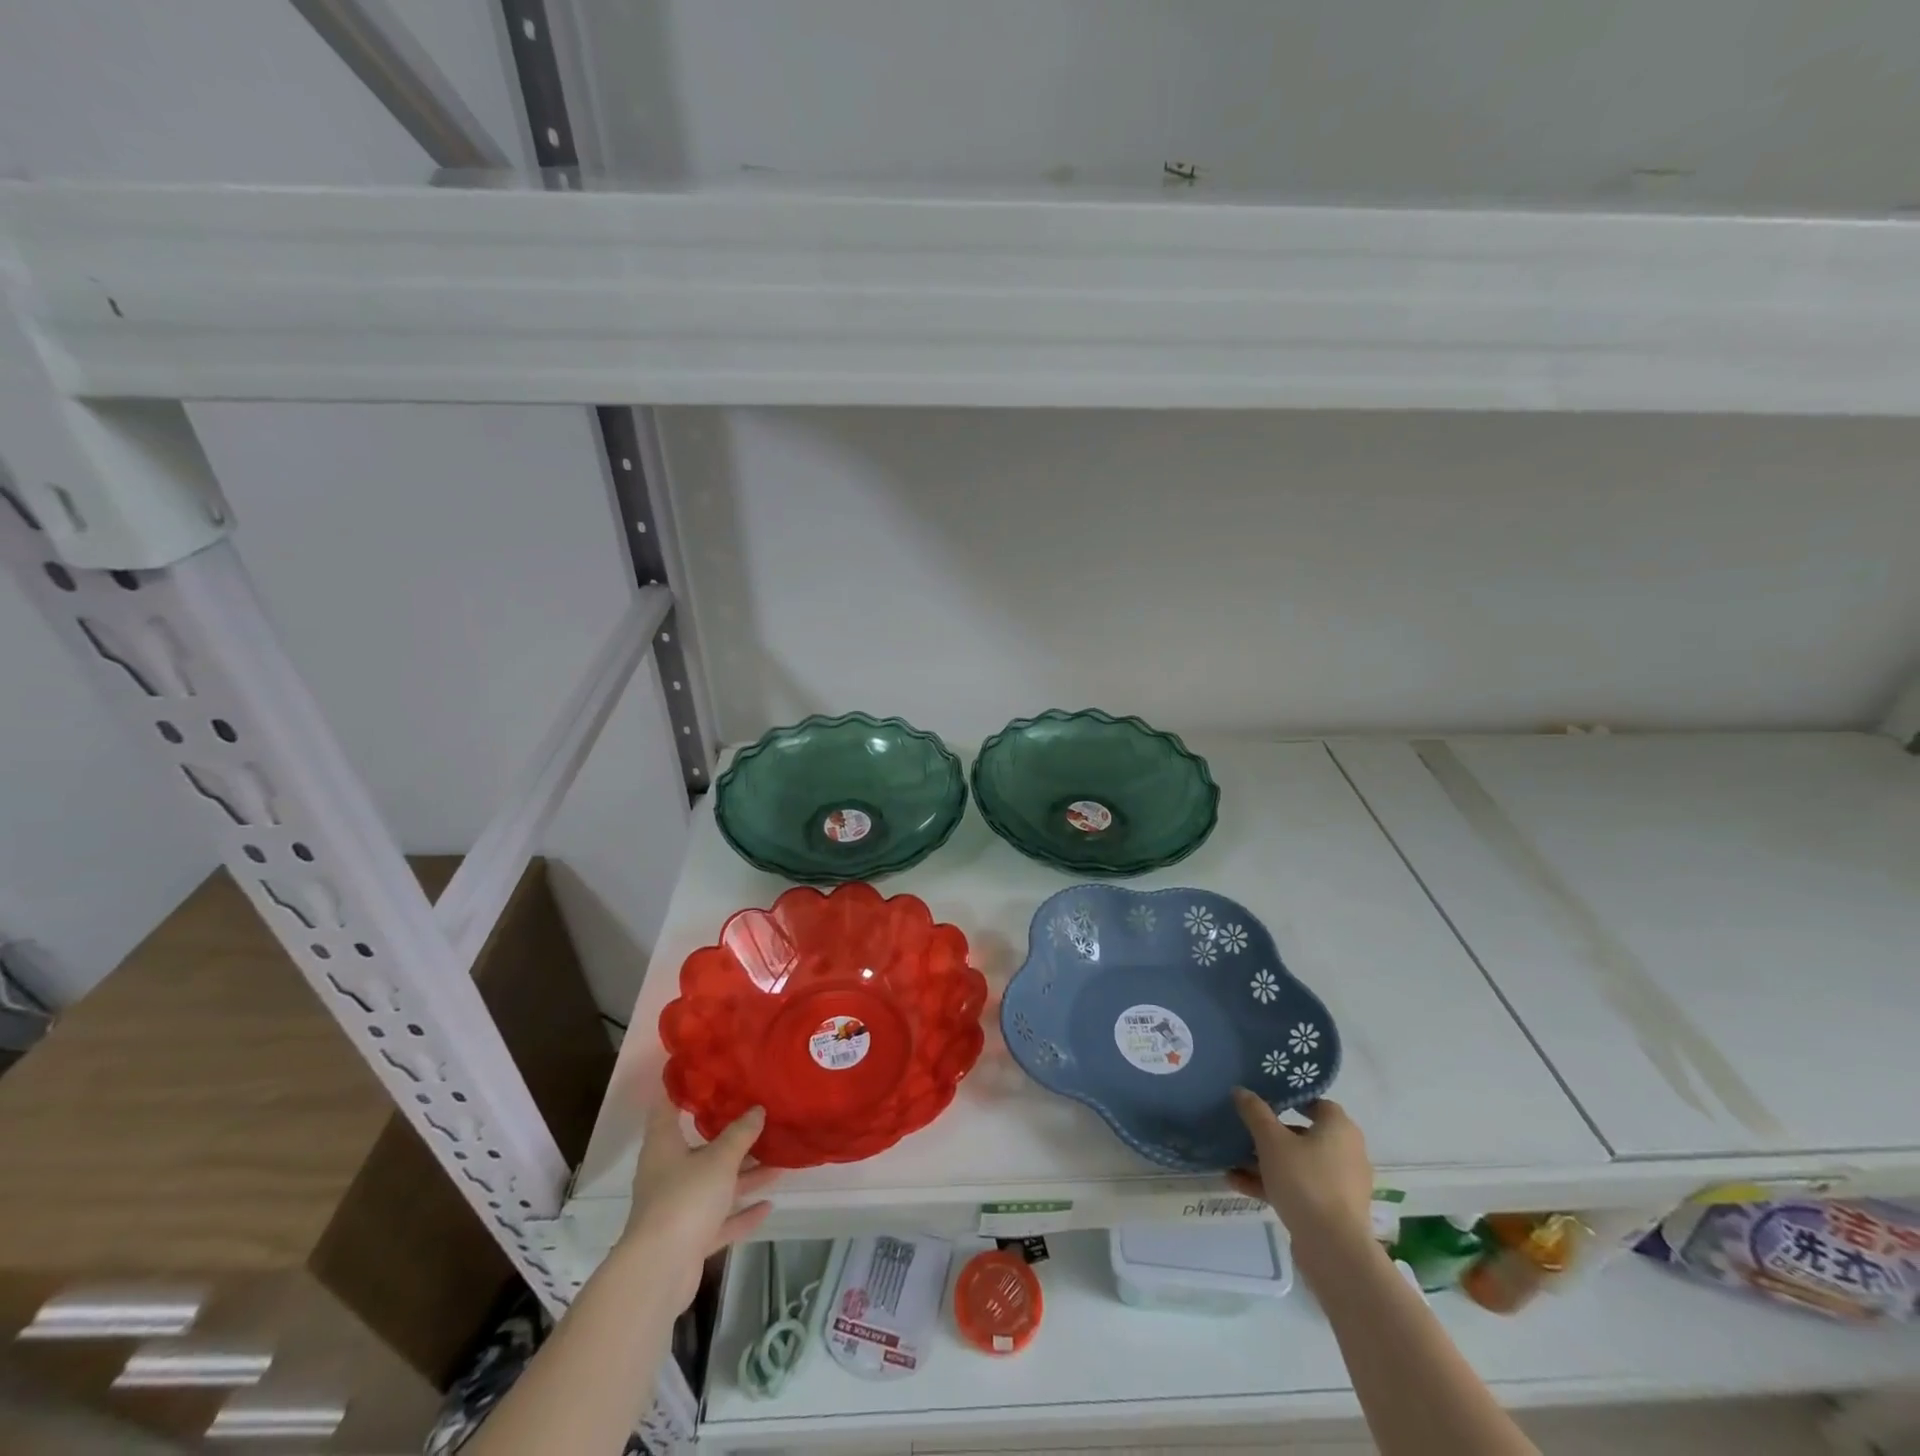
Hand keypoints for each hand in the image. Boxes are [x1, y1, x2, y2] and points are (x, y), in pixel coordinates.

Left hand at [621, 1101, 778, 1308]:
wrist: (660, 1271)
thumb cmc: (685, 1199)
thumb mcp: (719, 1159)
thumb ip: (740, 1134)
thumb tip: (757, 1110)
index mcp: (664, 1147)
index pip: (667, 1108)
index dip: (681, 1089)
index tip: (702, 1072)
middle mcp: (668, 1173)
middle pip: (701, 1149)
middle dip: (731, 1138)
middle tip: (760, 1118)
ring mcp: (678, 1208)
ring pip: (715, 1185)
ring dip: (744, 1176)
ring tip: (778, 1162)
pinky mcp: (689, 1239)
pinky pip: (719, 1220)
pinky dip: (741, 1214)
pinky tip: (768, 1206)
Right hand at [1228, 1090, 1373, 1250]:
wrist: (1333, 1249)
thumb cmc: (1305, 1181)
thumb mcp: (1271, 1140)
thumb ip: (1255, 1113)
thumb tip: (1241, 1091)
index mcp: (1340, 1129)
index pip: (1317, 1104)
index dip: (1291, 1099)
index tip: (1264, 1100)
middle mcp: (1346, 1153)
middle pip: (1303, 1135)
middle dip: (1270, 1134)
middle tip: (1244, 1130)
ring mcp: (1340, 1185)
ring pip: (1298, 1164)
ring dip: (1266, 1162)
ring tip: (1232, 1160)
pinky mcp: (1332, 1211)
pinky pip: (1299, 1188)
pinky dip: (1273, 1184)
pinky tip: (1237, 1183)